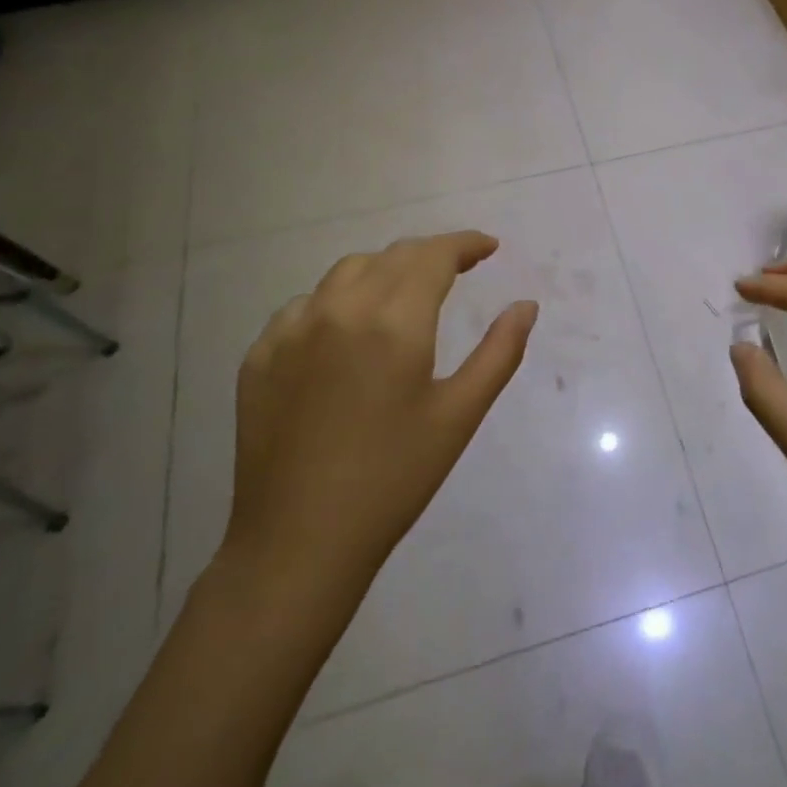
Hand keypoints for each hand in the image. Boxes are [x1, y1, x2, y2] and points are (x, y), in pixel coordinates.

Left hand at [218, 231, 537, 597]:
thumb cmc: (393, 479)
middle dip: (431, 254)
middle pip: (393, 255)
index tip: (488, 248)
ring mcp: (292, 329)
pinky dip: (338, 300)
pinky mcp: (260, 354)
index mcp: (394, 320)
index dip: (465, 244)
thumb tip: (526, 305)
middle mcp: (341, 308)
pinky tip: (347, 330)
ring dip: (385, 270)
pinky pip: (306, 304)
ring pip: (347, 271)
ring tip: (405, 292)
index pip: (434, 255)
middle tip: (459, 269)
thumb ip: (500, 351)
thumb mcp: (460, 414)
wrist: (298, 542)